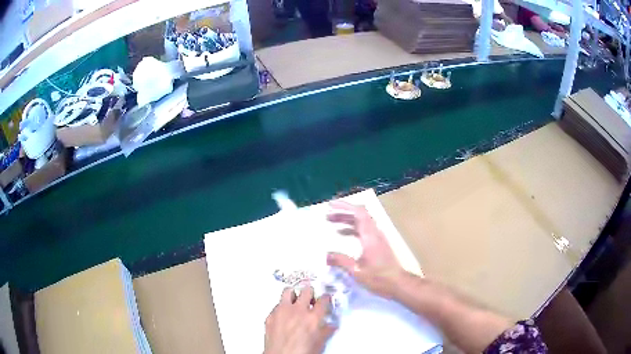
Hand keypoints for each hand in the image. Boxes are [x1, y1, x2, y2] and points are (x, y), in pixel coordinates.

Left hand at [264, 286, 335, 353]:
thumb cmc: (300, 353)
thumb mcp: (319, 343)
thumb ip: (326, 331)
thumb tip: (330, 326)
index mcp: (313, 317)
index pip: (323, 299)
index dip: (326, 298)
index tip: (325, 299)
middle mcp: (297, 311)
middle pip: (307, 290)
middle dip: (310, 293)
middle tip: (311, 298)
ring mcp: (282, 311)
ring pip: (288, 291)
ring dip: (294, 294)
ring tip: (296, 301)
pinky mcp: (270, 315)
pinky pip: (277, 305)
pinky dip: (282, 307)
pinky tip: (284, 315)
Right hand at [326, 201, 403, 297]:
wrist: (398, 283)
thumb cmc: (379, 278)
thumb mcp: (357, 272)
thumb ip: (341, 261)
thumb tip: (326, 255)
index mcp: (370, 236)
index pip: (359, 213)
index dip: (345, 206)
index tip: (331, 205)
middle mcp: (375, 233)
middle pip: (360, 215)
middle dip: (343, 212)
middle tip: (327, 215)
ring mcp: (377, 237)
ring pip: (362, 222)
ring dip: (347, 220)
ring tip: (331, 222)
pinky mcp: (378, 243)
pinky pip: (364, 229)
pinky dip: (352, 228)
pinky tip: (342, 234)